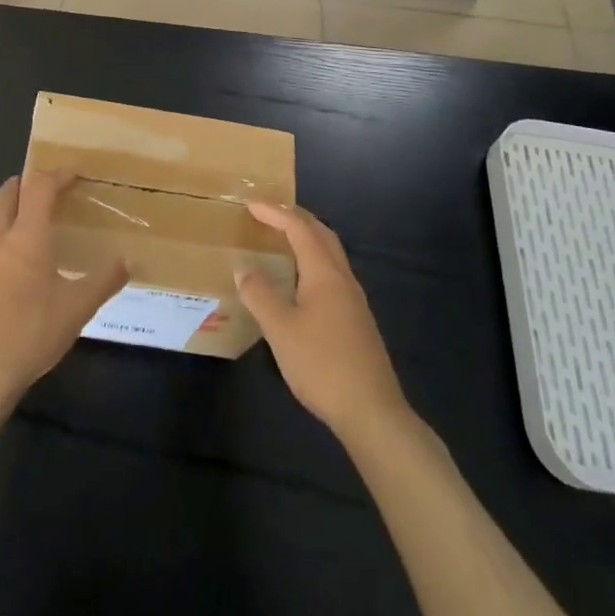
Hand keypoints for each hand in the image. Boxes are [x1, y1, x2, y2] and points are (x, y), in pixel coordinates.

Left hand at [0, 173, 127, 410]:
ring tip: (12, 221)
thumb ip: (104, 281)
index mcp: (28, 237)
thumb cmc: (31, 334)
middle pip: (5, 195)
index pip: (39, 188)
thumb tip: (129, 261)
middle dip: (24, 184)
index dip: (56, 175)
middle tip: (42, 189)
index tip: (71, 173)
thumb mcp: (77, 309)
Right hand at [237, 203, 410, 441]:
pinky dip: (313, 262)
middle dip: (296, 218)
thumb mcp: (280, 329)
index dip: (275, 213)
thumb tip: (242, 267)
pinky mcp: (356, 320)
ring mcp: (353, 299)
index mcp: (324, 273)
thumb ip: (259, 295)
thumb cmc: (322, 364)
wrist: (372, 411)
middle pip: (321, 234)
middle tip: (269, 214)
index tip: (250, 204)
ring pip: (330, 254)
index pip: (299, 228)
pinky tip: (300, 283)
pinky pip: (332, 274)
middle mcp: (343, 278)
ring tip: (282, 242)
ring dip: (307, 239)